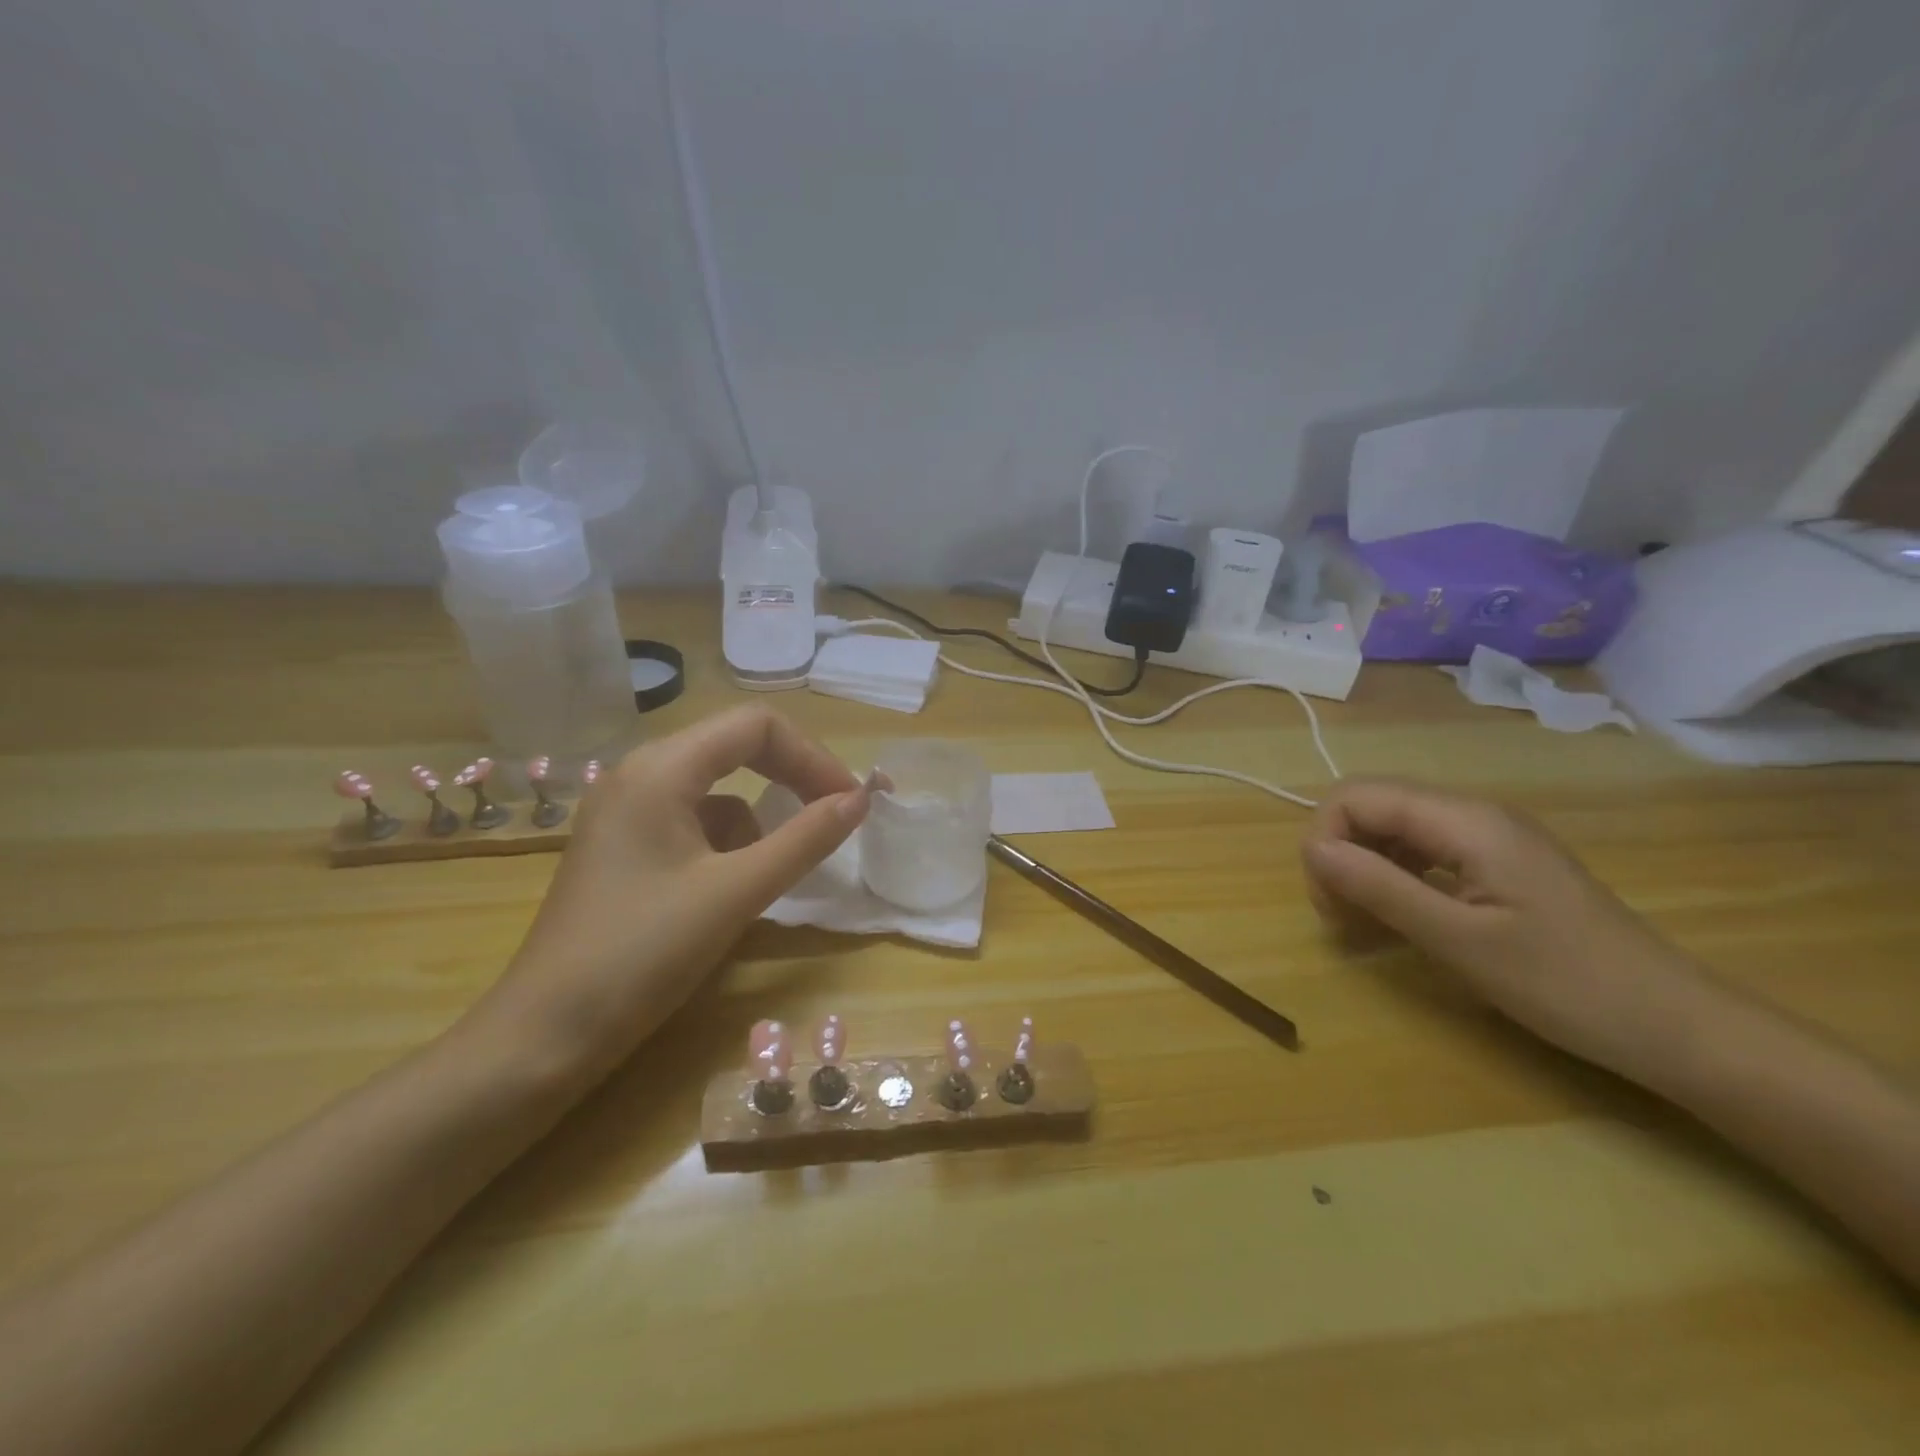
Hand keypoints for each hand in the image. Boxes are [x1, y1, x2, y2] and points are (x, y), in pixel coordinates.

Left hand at [472, 706, 871, 1081]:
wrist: (545, 1036)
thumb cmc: (643, 954)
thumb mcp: (737, 892)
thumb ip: (805, 839)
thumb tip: (860, 799)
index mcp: (661, 769)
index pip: (756, 726)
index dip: (812, 756)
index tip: (848, 802)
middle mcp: (640, 774)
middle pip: (736, 748)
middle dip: (791, 779)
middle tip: (833, 818)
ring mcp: (626, 811)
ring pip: (718, 790)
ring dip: (759, 821)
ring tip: (770, 875)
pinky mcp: (624, 847)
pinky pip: (694, 824)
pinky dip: (727, 845)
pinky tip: (727, 893)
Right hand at [1301, 779, 1711, 1078]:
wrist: (1677, 1026)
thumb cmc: (1566, 984)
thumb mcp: (1459, 940)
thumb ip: (1380, 887)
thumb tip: (1312, 849)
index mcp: (1465, 820)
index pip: (1356, 796)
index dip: (1325, 839)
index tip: (1330, 903)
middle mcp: (1473, 813)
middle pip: (1370, 807)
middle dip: (1339, 854)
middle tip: (1343, 919)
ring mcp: (1488, 837)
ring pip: (1392, 829)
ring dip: (1363, 868)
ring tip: (1365, 924)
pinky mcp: (1497, 863)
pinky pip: (1422, 852)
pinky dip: (1395, 879)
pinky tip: (1400, 918)